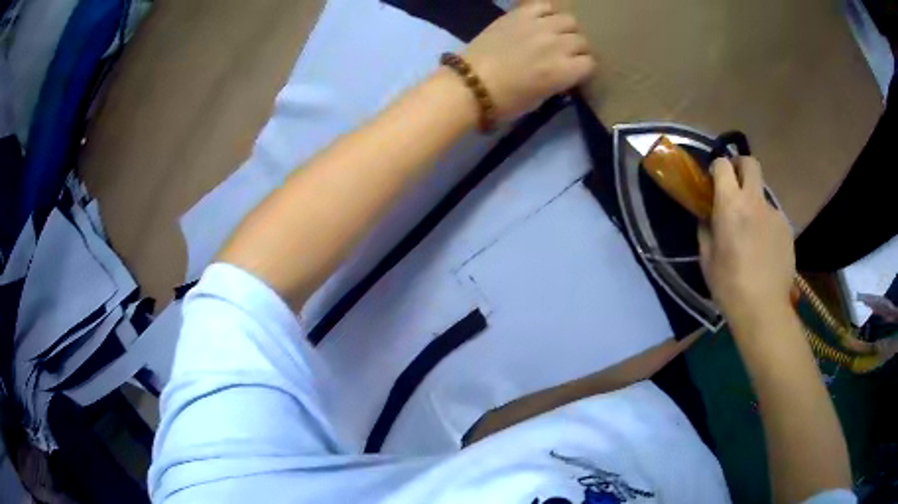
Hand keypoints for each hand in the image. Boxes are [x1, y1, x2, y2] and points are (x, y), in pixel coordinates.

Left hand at [463, 0, 595, 119]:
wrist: (469, 84)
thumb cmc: (504, 101)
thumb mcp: (540, 99)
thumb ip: (559, 82)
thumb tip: (565, 72)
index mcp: (563, 71)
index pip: (590, 63)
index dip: (583, 69)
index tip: (574, 72)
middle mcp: (557, 45)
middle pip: (581, 41)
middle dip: (576, 50)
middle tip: (563, 55)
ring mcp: (539, 26)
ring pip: (569, 20)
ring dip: (565, 30)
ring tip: (554, 35)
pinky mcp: (519, 15)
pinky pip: (544, 5)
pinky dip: (547, 12)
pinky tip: (541, 20)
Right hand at [698, 157, 794, 327]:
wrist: (763, 308)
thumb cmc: (729, 285)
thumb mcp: (707, 259)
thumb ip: (706, 230)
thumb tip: (708, 217)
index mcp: (731, 205)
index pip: (723, 165)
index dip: (717, 167)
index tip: (714, 180)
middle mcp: (755, 201)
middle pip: (750, 163)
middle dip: (740, 166)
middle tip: (735, 184)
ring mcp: (774, 213)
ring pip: (763, 194)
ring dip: (754, 202)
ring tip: (751, 233)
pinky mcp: (787, 228)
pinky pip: (773, 217)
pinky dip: (766, 224)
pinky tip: (764, 249)